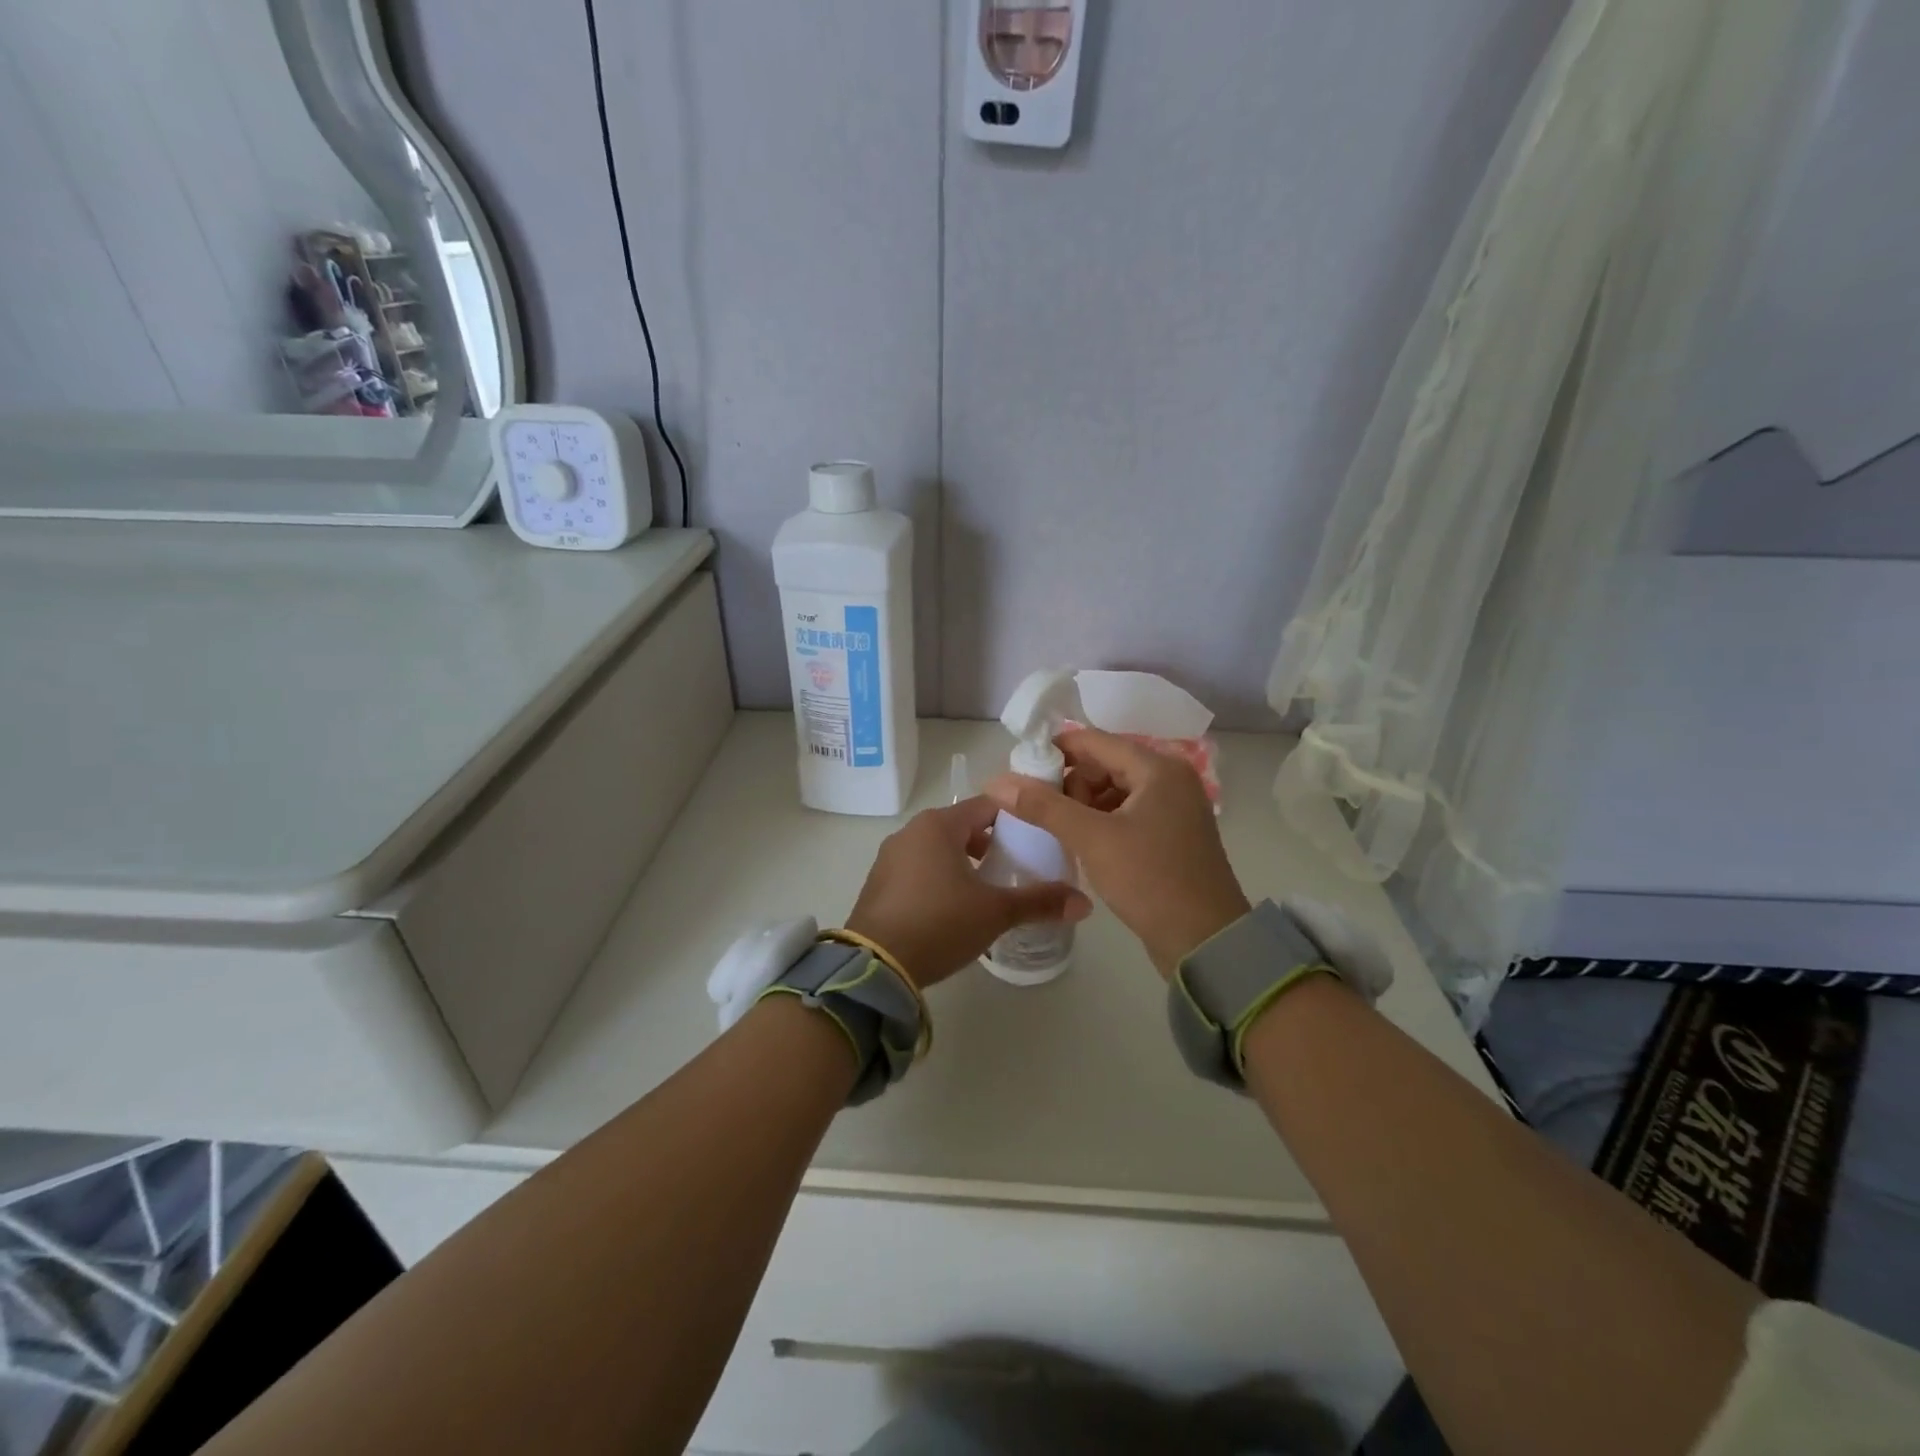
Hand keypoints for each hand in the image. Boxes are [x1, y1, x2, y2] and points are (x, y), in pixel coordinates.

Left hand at [846, 796, 1091, 988]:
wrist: (874, 965)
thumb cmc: (939, 923)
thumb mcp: (995, 913)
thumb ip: (1040, 902)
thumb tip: (1086, 903)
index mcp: (938, 825)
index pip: (987, 806)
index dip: (1015, 819)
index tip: (1038, 838)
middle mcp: (910, 832)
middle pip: (962, 827)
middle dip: (991, 845)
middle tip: (1017, 869)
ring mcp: (890, 857)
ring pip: (938, 849)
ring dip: (964, 864)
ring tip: (988, 892)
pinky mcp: (879, 883)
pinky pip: (918, 869)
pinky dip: (939, 878)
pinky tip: (952, 909)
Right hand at [986, 728, 1248, 977]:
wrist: (1206, 940)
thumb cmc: (1150, 879)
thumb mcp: (1092, 839)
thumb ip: (1043, 806)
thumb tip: (996, 781)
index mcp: (1158, 768)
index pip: (1094, 741)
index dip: (1054, 752)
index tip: (1021, 772)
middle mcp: (1170, 778)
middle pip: (1105, 764)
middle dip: (1070, 784)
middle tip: (1045, 815)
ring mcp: (1175, 807)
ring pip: (1114, 790)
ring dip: (1084, 805)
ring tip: (1062, 833)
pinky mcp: (1172, 834)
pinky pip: (1127, 812)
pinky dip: (1102, 821)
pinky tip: (1084, 843)